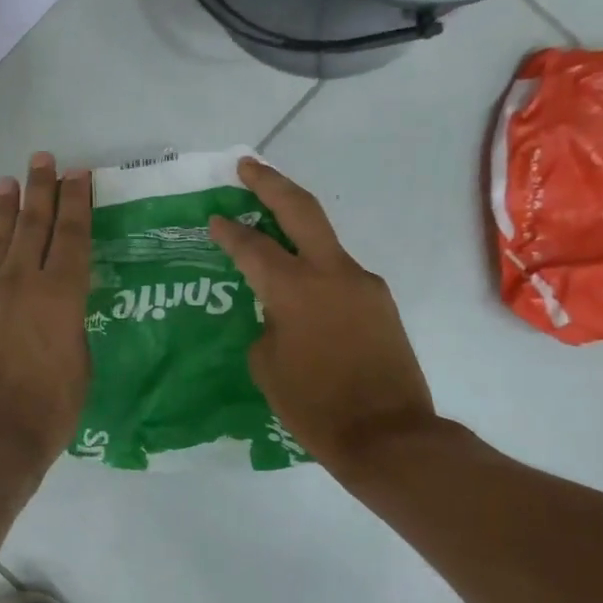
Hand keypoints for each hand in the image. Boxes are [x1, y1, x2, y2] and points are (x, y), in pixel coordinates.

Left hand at [0, 153, 92, 474]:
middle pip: (33, 225)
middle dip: (41, 189)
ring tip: (8, 181)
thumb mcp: (80, 365)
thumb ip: (71, 325)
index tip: (78, 173)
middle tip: (43, 159)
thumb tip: (60, 307)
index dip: (76, 201)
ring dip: (6, 208)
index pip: (71, 235)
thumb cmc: (47, 411)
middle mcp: (22, 283)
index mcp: (61, 296)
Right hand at [209, 157, 438, 476]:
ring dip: (297, 227)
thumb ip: (268, 322)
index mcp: (295, 289)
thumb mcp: (267, 365)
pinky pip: (340, 274)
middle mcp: (332, 273)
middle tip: (247, 166)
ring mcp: (363, 284)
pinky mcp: (381, 302)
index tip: (213, 217)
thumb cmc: (314, 406)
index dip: (229, 231)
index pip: (253, 246)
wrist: (388, 436)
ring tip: (271, 228)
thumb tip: (279, 312)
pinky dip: (316, 269)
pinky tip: (302, 288)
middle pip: (300, 210)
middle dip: (270, 183)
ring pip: (324, 241)